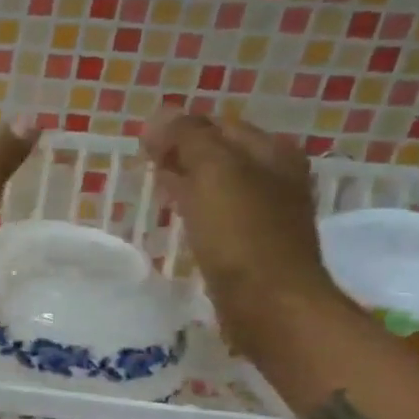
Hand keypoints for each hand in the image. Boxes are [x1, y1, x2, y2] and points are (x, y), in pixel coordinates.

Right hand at [141, 108, 345, 350]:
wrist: (268, 303)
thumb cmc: (241, 234)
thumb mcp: (213, 173)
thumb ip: (187, 138)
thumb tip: (159, 115)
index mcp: (271, 152)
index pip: (218, 124)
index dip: (180, 128)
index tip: (144, 144)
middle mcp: (274, 176)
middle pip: (220, 153)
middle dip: (183, 152)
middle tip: (144, 162)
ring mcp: (264, 212)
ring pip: (216, 184)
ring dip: (186, 181)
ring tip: (154, 187)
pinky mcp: (249, 244)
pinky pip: (216, 213)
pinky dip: (193, 208)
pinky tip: (176, 218)